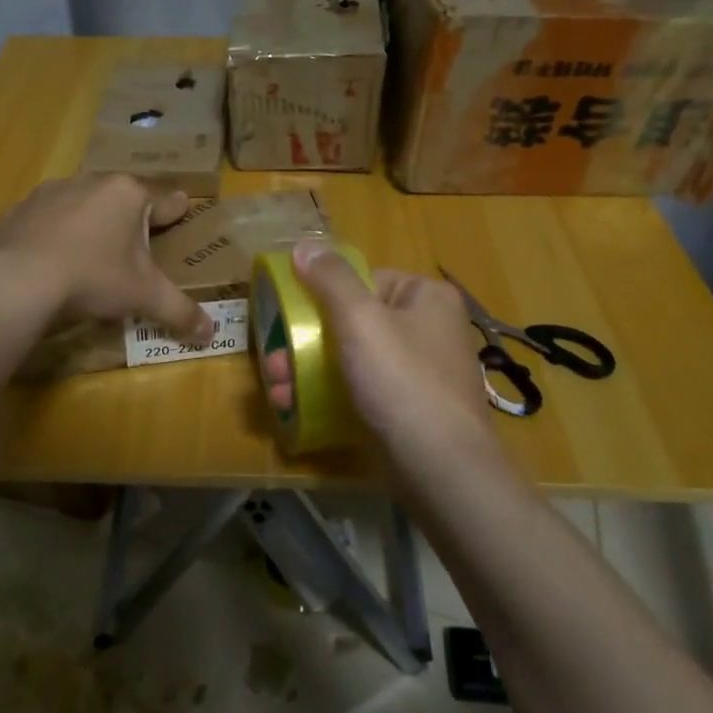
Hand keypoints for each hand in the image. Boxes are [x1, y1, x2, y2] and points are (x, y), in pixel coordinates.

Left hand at [0, 174, 211, 340]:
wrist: (19, 281)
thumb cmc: (94, 278)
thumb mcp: (144, 297)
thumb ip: (180, 311)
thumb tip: (212, 332)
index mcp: (128, 194)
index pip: (164, 201)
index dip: (176, 211)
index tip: (182, 210)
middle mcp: (91, 182)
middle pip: (121, 199)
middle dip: (130, 219)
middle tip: (135, 245)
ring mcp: (50, 192)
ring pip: (82, 204)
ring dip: (90, 222)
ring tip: (92, 252)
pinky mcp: (18, 210)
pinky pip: (45, 220)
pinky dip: (53, 234)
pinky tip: (52, 259)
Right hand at [265, 242, 498, 474]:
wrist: (439, 467)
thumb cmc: (401, 381)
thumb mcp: (360, 319)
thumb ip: (330, 279)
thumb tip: (304, 246)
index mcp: (426, 297)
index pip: (366, 279)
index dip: (323, 294)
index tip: (289, 316)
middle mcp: (429, 329)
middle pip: (353, 322)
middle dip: (306, 342)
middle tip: (274, 362)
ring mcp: (420, 372)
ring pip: (353, 359)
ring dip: (309, 371)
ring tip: (278, 390)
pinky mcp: (409, 409)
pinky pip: (364, 390)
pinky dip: (332, 395)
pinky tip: (299, 408)